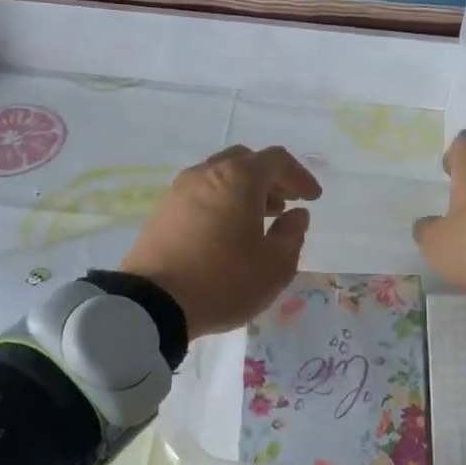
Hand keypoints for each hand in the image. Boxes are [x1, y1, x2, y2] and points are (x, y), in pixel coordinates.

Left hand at [121, 146, 322, 336]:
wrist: (153, 303)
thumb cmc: (224, 281)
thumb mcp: (275, 265)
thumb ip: (292, 234)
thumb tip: (296, 215)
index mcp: (239, 178)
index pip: (277, 160)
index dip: (300, 176)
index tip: (312, 198)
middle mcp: (207, 173)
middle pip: (245, 161)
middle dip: (270, 179)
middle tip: (286, 204)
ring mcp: (179, 190)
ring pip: (220, 175)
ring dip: (244, 191)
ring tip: (259, 219)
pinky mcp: (162, 211)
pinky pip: (200, 194)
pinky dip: (221, 201)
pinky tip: (227, 231)